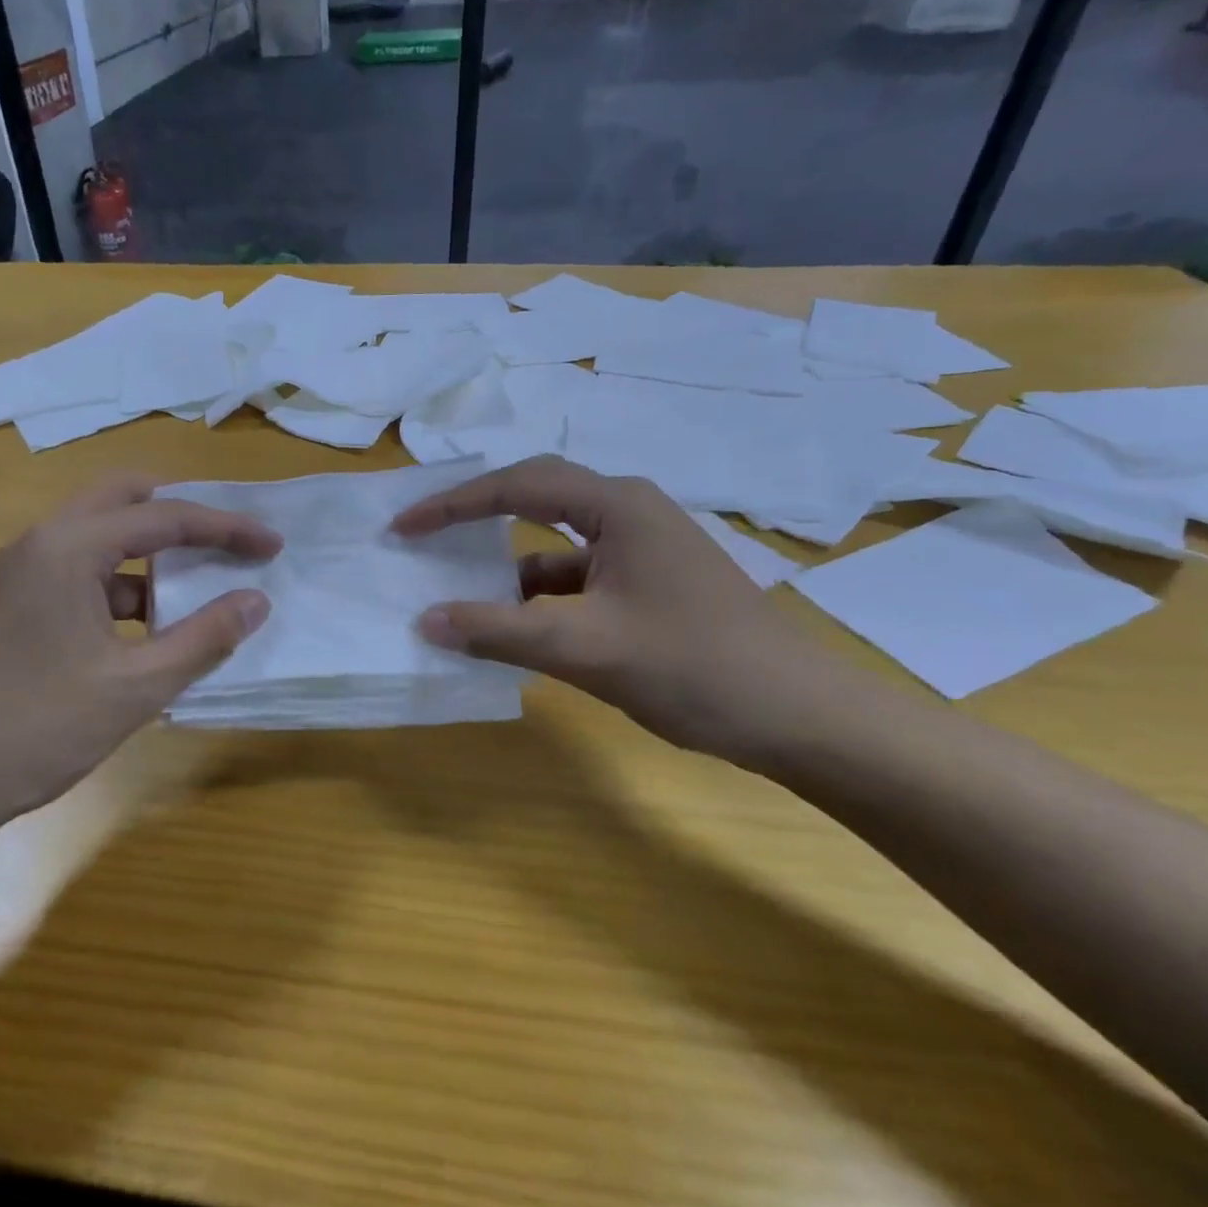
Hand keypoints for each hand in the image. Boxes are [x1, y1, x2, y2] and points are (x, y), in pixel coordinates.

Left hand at [0, 475, 279, 834]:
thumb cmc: (33, 729)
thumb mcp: (134, 688)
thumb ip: (203, 639)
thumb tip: (255, 600)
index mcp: (69, 547)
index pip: (165, 517)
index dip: (227, 528)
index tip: (272, 545)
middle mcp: (41, 541)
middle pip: (124, 500)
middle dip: (182, 516)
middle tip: (228, 543)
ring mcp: (20, 571)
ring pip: (99, 537)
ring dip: (149, 556)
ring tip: (196, 594)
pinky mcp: (11, 602)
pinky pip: (79, 572)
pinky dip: (120, 587)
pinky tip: (146, 632)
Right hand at [392, 456, 836, 768]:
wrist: (803, 720)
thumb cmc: (694, 667)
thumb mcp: (583, 648)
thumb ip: (498, 631)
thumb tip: (424, 621)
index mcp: (617, 505)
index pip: (516, 486)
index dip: (452, 505)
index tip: (403, 526)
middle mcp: (628, 511)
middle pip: (534, 497)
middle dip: (475, 515)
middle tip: (423, 532)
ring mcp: (641, 547)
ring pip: (554, 542)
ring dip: (506, 563)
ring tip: (456, 585)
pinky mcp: (647, 582)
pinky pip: (576, 576)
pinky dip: (537, 595)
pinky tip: (513, 624)